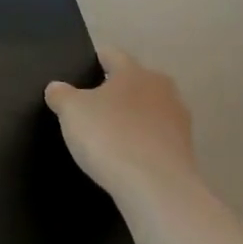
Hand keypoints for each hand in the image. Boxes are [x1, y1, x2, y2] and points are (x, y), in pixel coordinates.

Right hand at [45, 51, 196, 200]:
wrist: (157, 188)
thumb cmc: (110, 136)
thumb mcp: (71, 111)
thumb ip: (61, 94)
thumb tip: (57, 88)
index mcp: (135, 72)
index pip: (111, 55)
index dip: (93, 60)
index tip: (79, 72)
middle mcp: (162, 89)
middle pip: (133, 82)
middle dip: (114, 91)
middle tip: (89, 106)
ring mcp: (178, 121)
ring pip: (147, 111)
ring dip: (130, 118)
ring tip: (106, 134)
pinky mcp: (185, 151)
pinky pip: (155, 138)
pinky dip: (141, 143)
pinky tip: (124, 157)